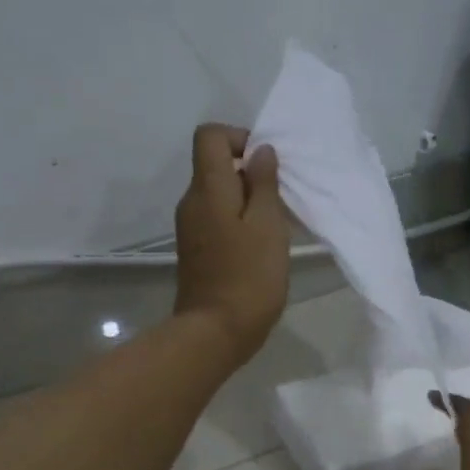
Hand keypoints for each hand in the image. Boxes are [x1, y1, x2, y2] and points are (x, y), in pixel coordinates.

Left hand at [174, 124, 289, 364]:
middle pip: (214, 166)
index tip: (266, 165)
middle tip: (279, 200)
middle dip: (248, 173)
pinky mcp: (196, 251)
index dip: (239, 138)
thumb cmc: (248, 277)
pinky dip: (238, 222)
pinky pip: (216, 220)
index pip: (209, 136)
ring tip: (274, 226)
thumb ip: (263, 184)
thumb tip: (259, 152)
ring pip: (218, 196)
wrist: (214, 333)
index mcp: (207, 189)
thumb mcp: (267, 226)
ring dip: (246, 201)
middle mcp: (191, 202)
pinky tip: (260, 247)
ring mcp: (190, 229)